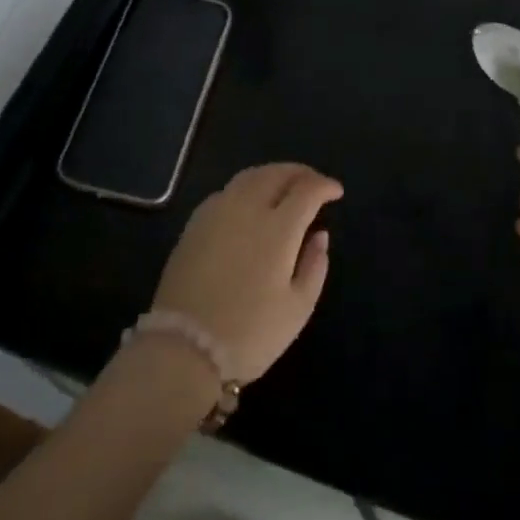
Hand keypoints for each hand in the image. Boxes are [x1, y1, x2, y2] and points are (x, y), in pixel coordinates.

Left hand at [152, 163, 341, 383]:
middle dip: (300, 172)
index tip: (336, 192)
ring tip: (285, 186)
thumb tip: (319, 235)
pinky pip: (227, 191)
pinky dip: (247, 187)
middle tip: (314, 182)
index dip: (324, 185)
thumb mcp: (297, 308)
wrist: (183, 347)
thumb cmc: (250, 333)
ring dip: (272, 174)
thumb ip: (314, 265)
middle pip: (276, 173)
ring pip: (249, 176)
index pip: (306, 190)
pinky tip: (250, 203)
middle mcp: (246, 208)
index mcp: (277, 227)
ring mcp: (216, 212)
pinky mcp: (194, 223)